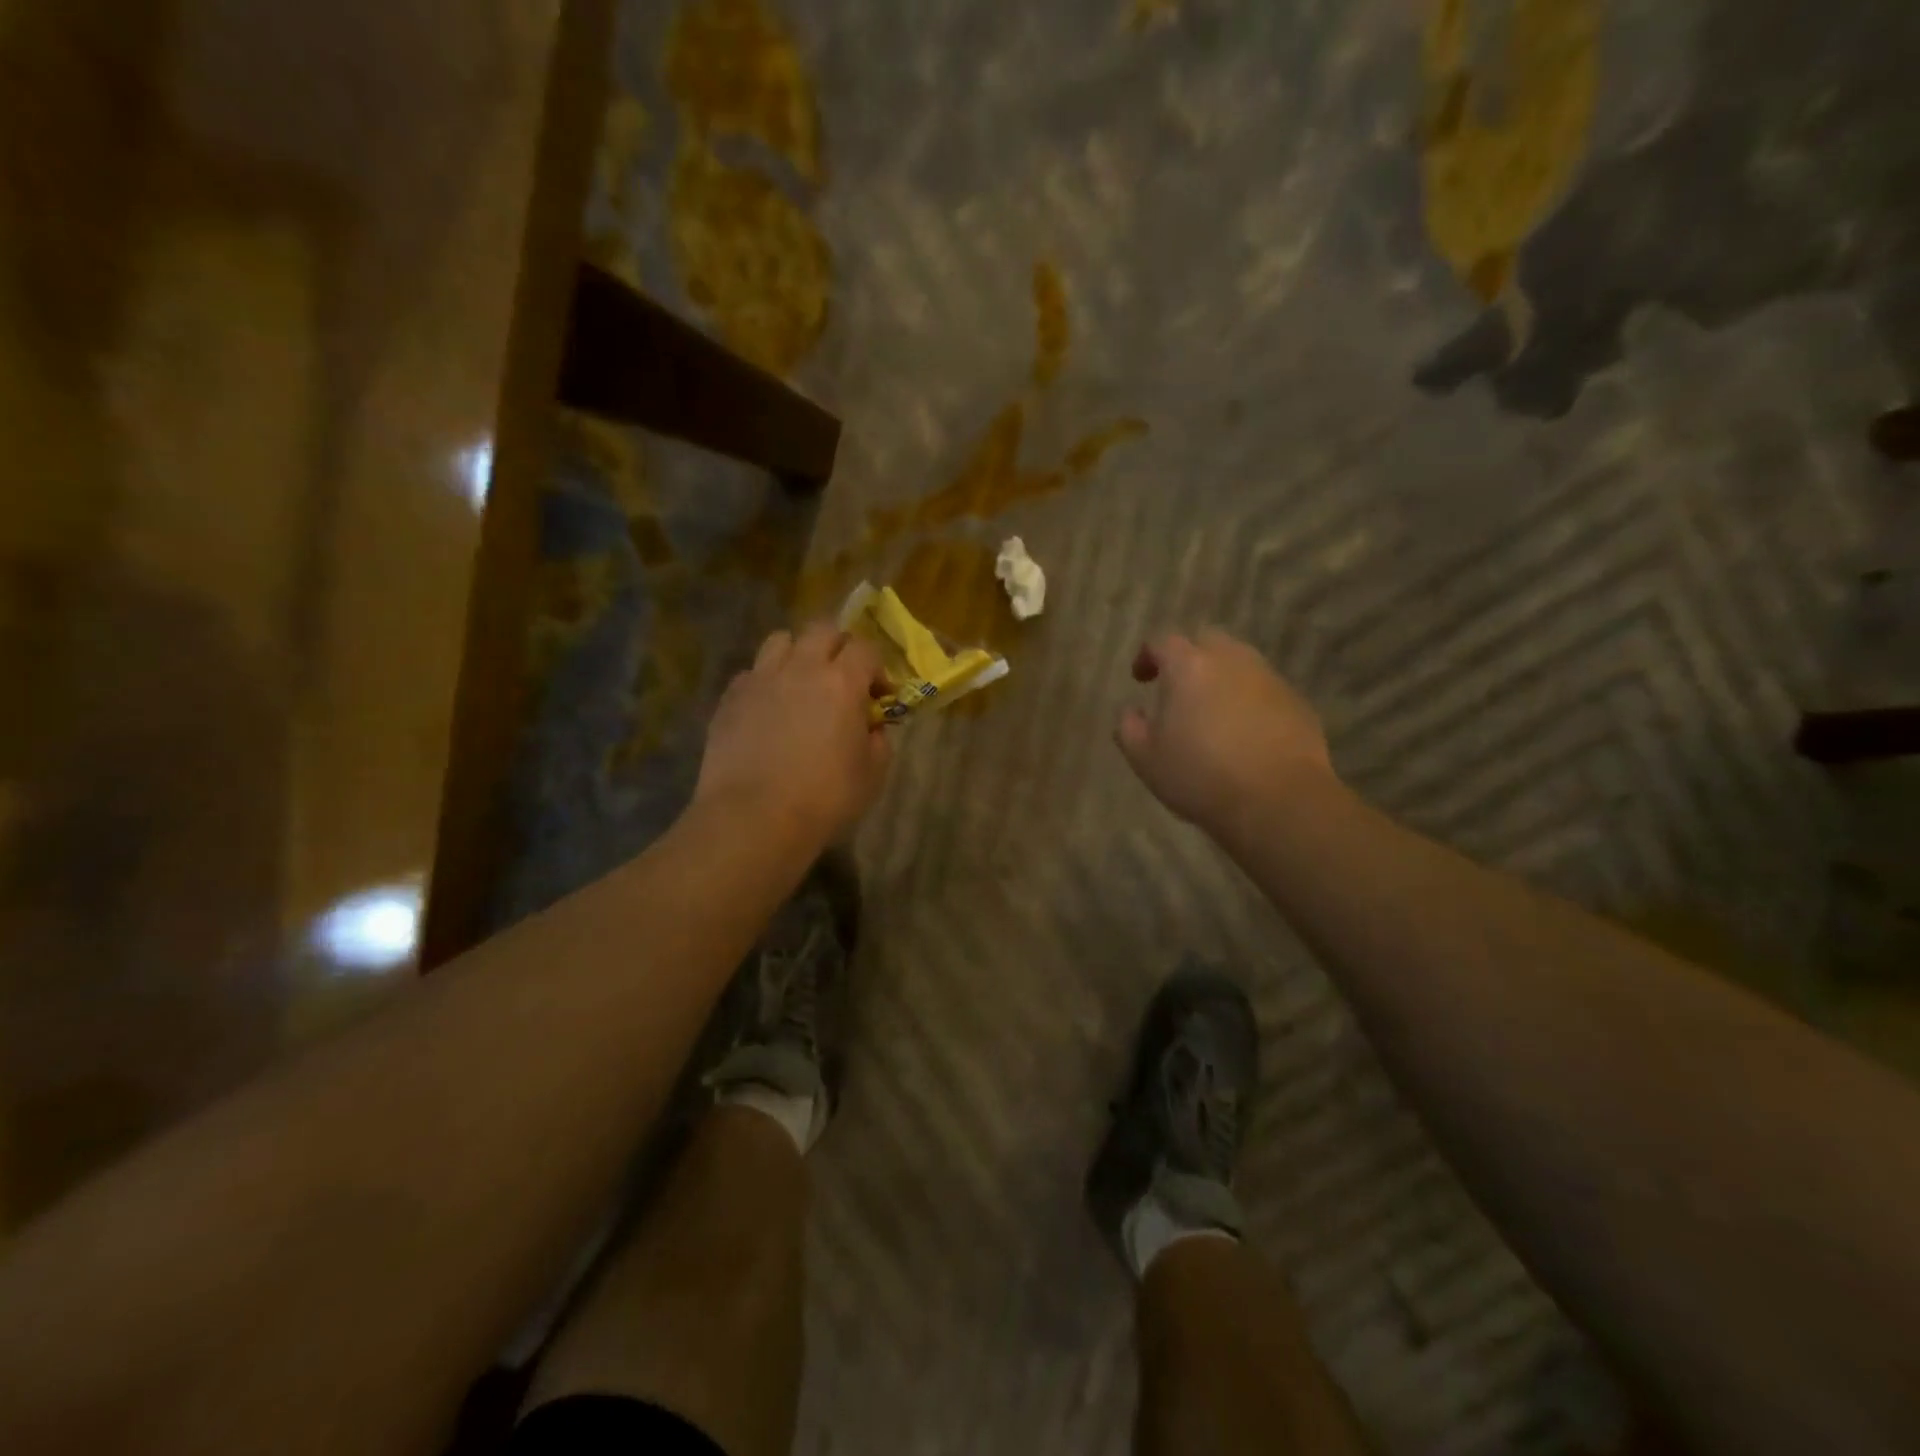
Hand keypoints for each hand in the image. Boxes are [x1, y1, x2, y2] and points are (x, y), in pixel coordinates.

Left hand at [695, 622, 892, 842]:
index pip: (865, 649)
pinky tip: (769, 710)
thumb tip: (871, 727)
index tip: (880, 695)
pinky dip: (765, 682)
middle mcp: (800, 668)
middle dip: (839, 646)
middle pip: (822, 630)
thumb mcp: (872, 774)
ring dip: (797, 654)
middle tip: (843, 678)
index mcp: (842, 682)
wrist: (754, 818)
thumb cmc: (825, 799)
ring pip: (780, 641)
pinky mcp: (729, 698)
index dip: (877, 668)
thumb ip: (878, 741)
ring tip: (801, 684)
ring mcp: (760, 679)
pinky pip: (751, 673)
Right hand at [1116, 628, 1335, 827]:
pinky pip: (1265, 689)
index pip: (1162, 642)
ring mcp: (1269, 678)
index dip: (1147, 656)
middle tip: (1178, 689)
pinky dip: (1250, 700)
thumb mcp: (1145, 758)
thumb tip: (1131, 711)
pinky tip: (1245, 732)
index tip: (1140, 678)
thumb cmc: (1200, 776)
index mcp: (1189, 666)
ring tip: (1212, 711)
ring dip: (1222, 678)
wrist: (1279, 801)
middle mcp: (1231, 660)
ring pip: (1240, 663)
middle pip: (1206, 641)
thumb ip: (1129, 727)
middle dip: (1189, 658)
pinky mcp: (1297, 701)